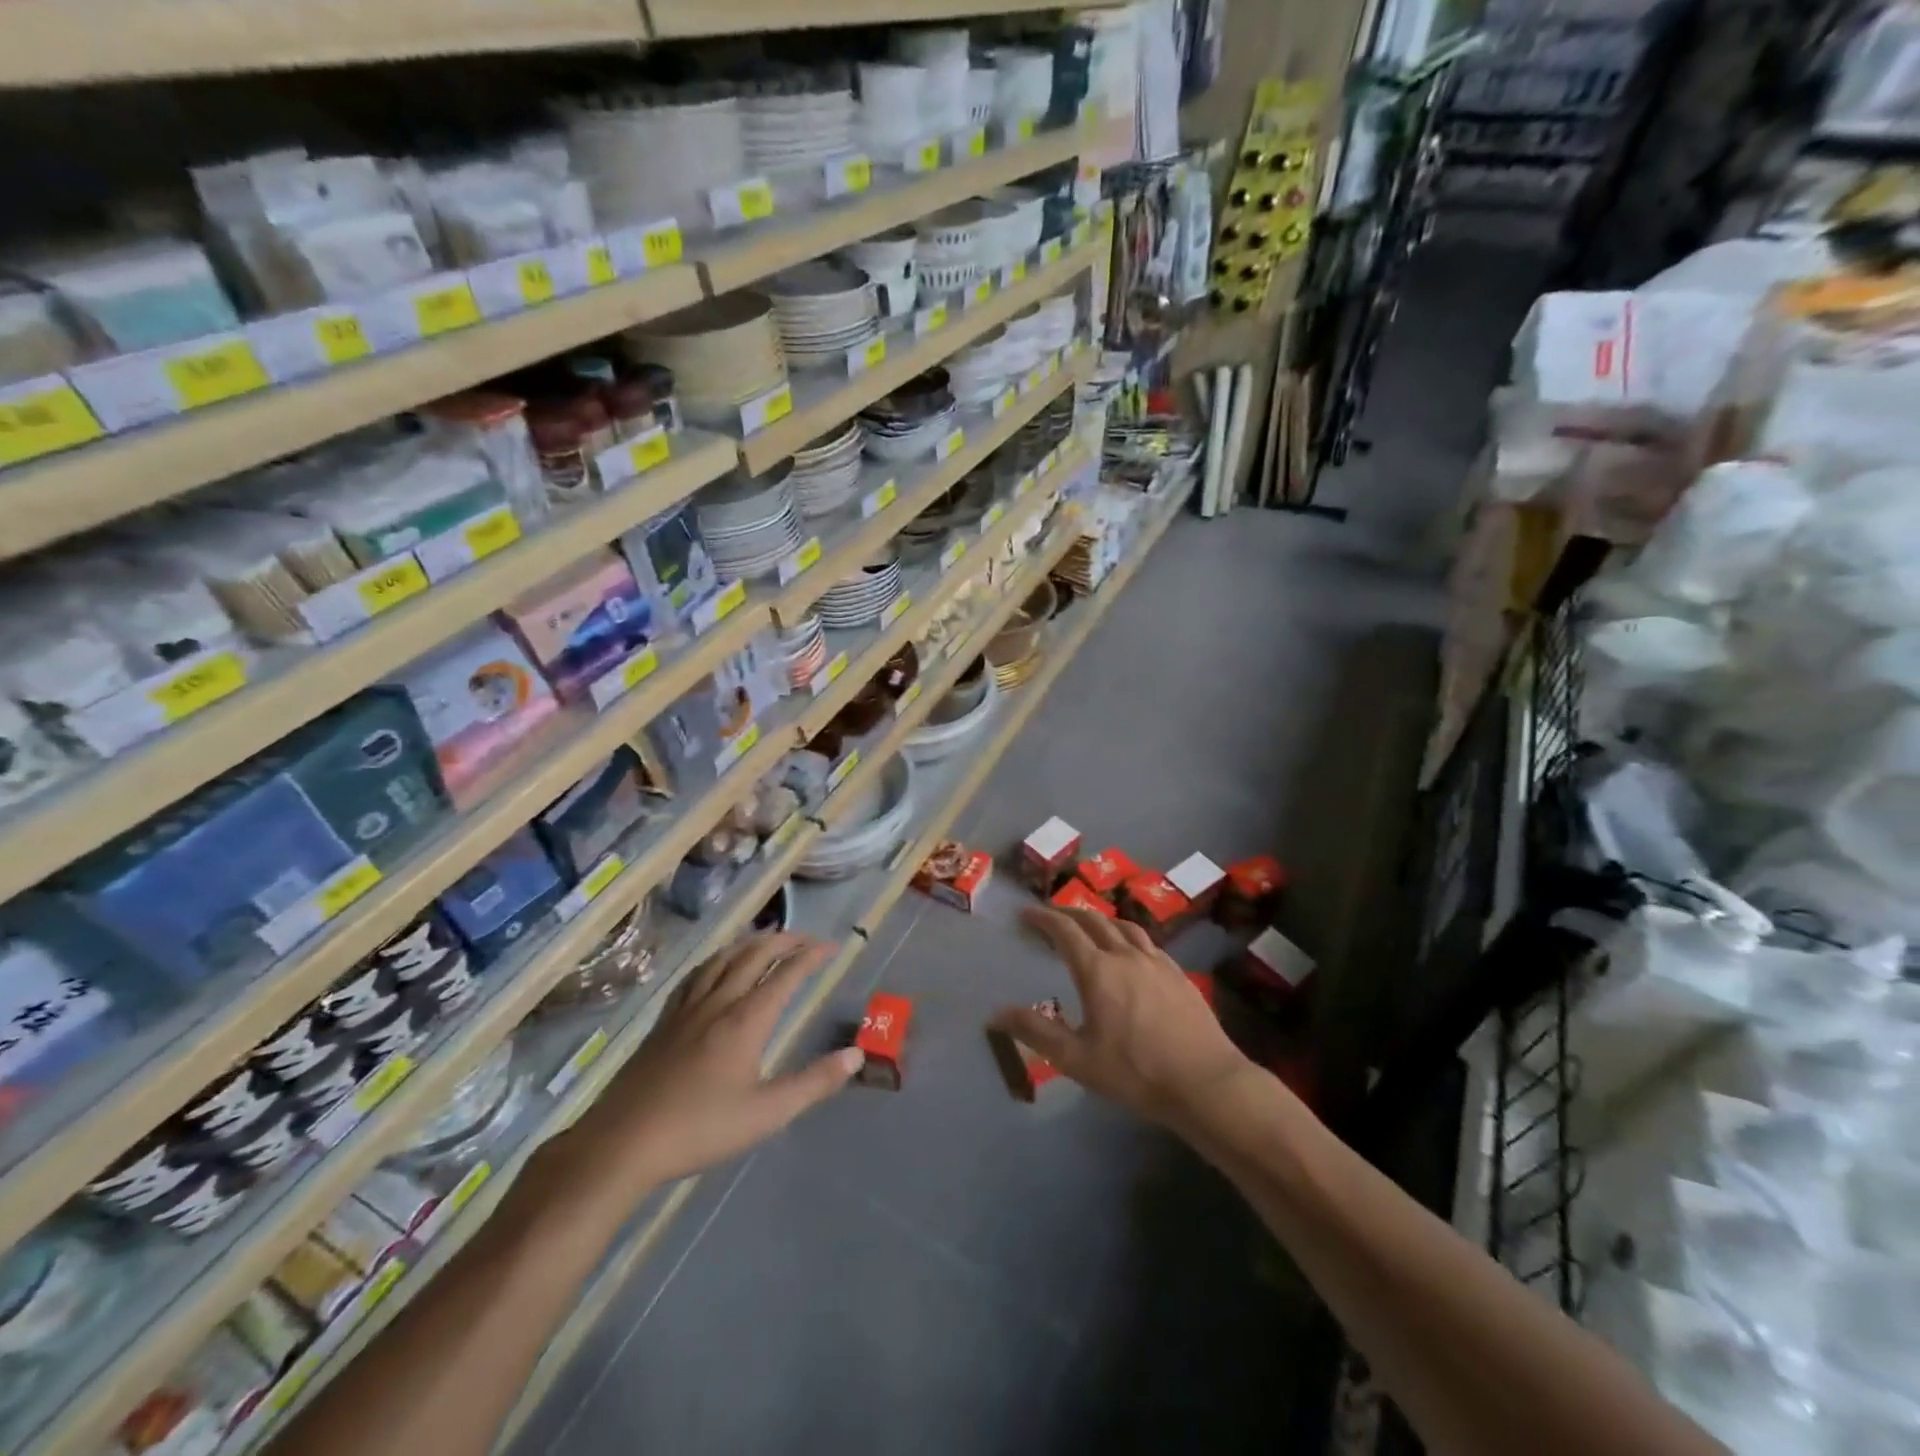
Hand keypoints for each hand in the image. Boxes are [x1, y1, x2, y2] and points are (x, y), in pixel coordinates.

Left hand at [564, 933, 862, 1193]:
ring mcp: (687, 1008)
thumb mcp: (767, 1113)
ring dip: (751, 942)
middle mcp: (719, 1002)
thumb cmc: (700, 1129)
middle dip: (785, 940)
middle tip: (807, 939)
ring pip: (723, 958)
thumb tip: (856, 1055)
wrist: (622, 1143)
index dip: (812, 956)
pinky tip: (716, 967)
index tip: (833, 947)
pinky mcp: (664, 1020)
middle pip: (755, 954)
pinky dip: (718, 959)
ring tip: (767, 940)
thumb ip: (814, 1082)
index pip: (787, 973)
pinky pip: (697, 974)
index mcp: (746, 1019)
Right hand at [992, 907, 1257, 1137]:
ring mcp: (1157, 962)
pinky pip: (1148, 943)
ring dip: (1101, 920)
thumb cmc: (1135, 1072)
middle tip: (1053, 917)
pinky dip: (1128, 937)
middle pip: (1094, 920)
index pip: (1065, 931)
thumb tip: (996, 1014)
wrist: (1206, 1083)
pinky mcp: (1179, 975)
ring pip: (1124, 926)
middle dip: (1069, 913)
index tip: (1027, 914)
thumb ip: (1036, 1032)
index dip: (1043, 918)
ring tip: (1091, 926)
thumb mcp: (1077, 1059)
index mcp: (1098, 970)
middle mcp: (1126, 955)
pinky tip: (1132, 952)